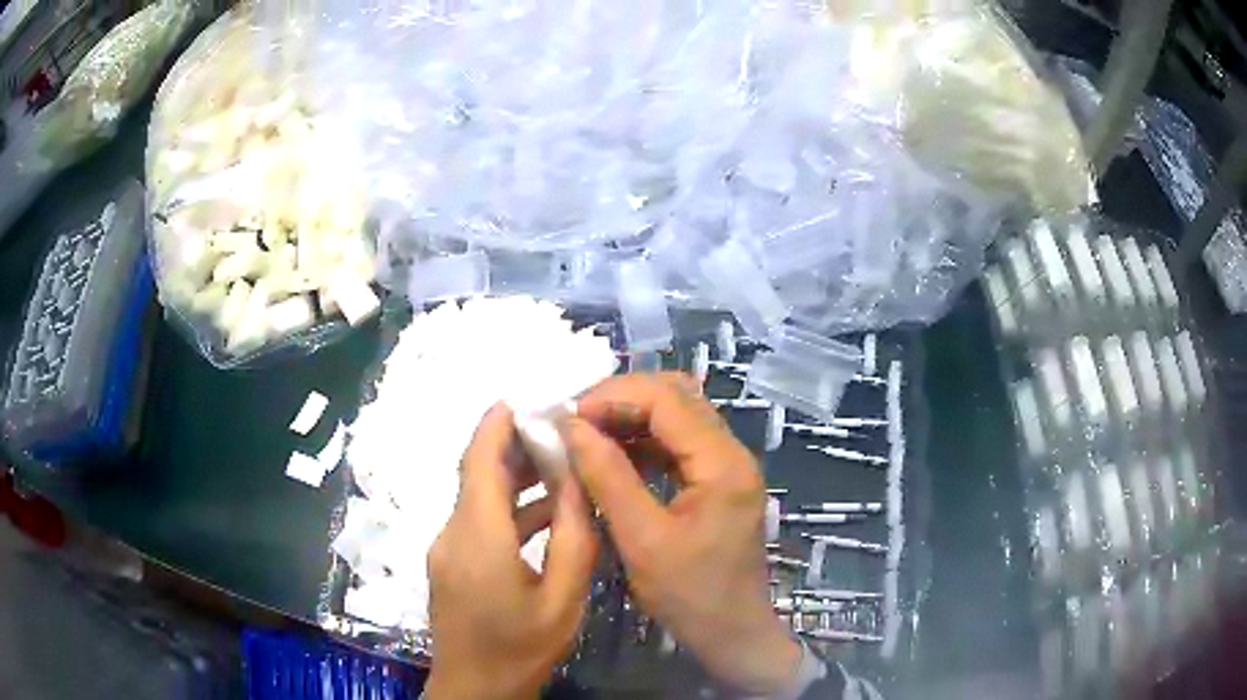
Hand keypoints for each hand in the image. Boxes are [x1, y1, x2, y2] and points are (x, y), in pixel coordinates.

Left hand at [425, 405, 598, 699]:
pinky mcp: (449, 562)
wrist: (475, 688)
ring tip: (558, 464)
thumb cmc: (521, 648)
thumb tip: (576, 483)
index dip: (496, 424)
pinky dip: (505, 506)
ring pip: (476, 497)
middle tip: (556, 429)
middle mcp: (452, 533)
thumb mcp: (563, 598)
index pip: (478, 461)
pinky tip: (541, 513)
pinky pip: (475, 520)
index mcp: (478, 537)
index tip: (523, 398)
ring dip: (511, 477)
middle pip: (476, 474)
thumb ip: (572, 537)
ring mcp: (445, 548)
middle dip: (511, 445)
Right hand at [562, 373, 801, 694]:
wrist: (733, 634)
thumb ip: (608, 478)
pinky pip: (677, 445)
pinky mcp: (716, 483)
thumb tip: (571, 427)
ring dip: (630, 418)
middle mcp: (731, 453)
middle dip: (621, 400)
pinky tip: (611, 457)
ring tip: (586, 435)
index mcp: (722, 463)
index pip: (667, 399)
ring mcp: (726, 467)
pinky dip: (642, 442)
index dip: (613, 397)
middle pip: (676, 398)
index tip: (567, 416)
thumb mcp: (642, 540)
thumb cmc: (691, 596)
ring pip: (676, 417)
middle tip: (574, 421)